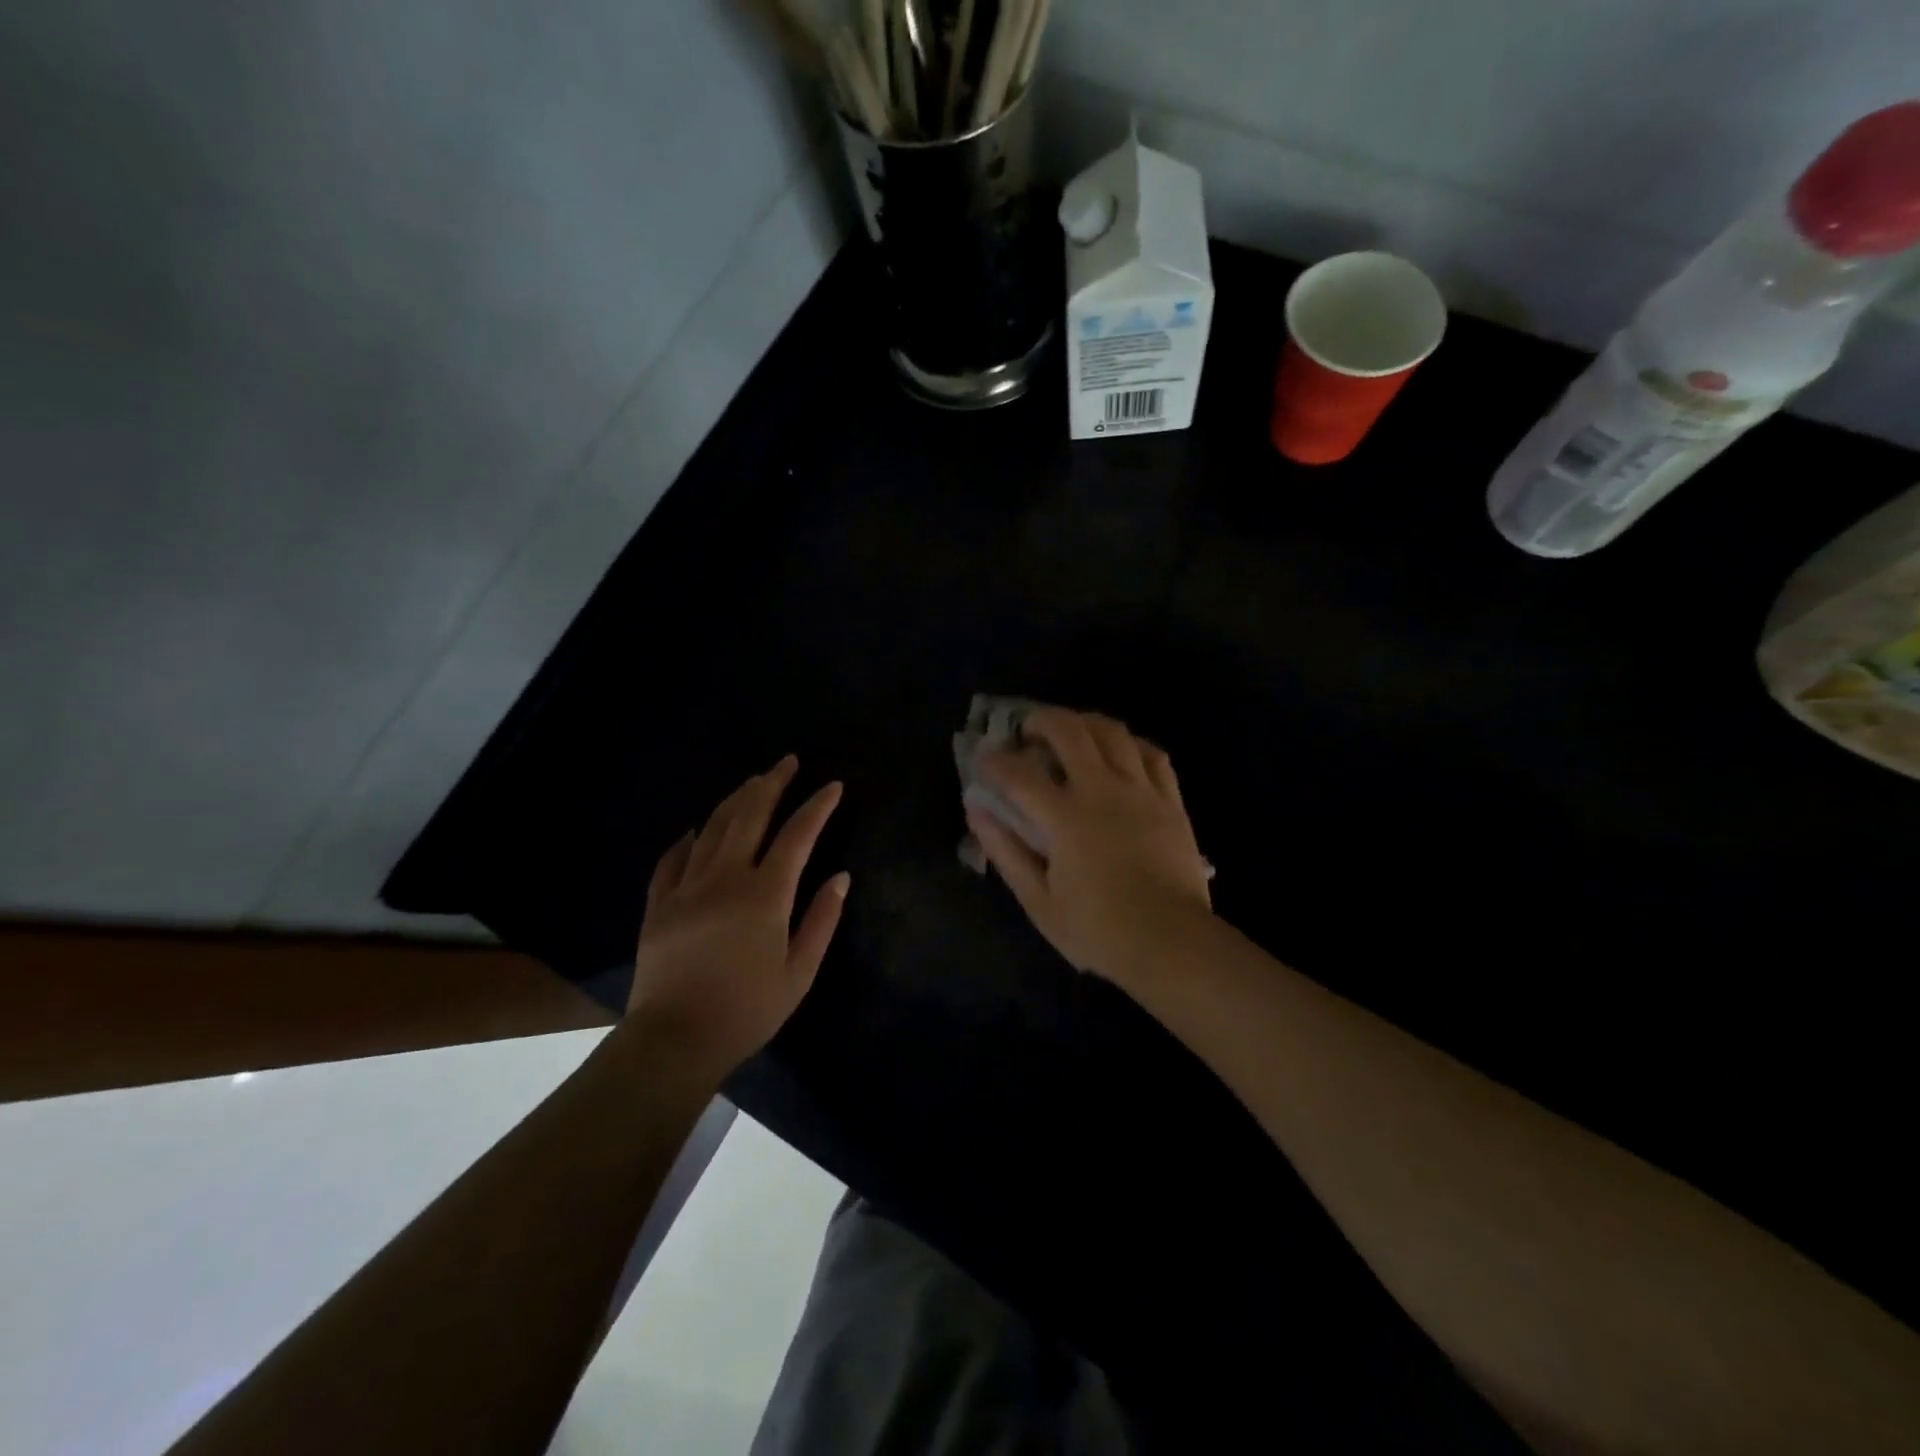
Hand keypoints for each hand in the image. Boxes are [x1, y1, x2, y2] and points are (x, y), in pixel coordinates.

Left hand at [629, 756, 848, 1078]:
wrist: (675, 1040)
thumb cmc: (747, 1010)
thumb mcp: (799, 972)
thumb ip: (822, 920)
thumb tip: (841, 877)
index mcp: (766, 894)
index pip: (798, 835)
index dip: (818, 806)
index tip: (832, 785)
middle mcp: (726, 878)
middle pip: (750, 816)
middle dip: (772, 784)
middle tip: (786, 761)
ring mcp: (687, 887)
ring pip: (711, 829)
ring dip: (734, 800)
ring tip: (751, 782)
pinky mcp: (659, 904)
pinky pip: (672, 860)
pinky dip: (686, 840)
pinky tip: (693, 830)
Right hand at [966, 708, 1211, 991]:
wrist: (1172, 944)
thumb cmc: (1099, 930)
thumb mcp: (1038, 901)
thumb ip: (1005, 851)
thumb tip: (977, 810)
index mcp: (1066, 818)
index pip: (1019, 773)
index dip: (994, 761)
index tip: (983, 761)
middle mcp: (1103, 791)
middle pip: (1069, 731)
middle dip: (1041, 721)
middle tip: (1028, 734)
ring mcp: (1142, 792)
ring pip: (1113, 732)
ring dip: (1084, 723)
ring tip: (1072, 735)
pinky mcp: (1171, 801)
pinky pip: (1153, 754)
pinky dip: (1130, 744)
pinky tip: (1121, 753)